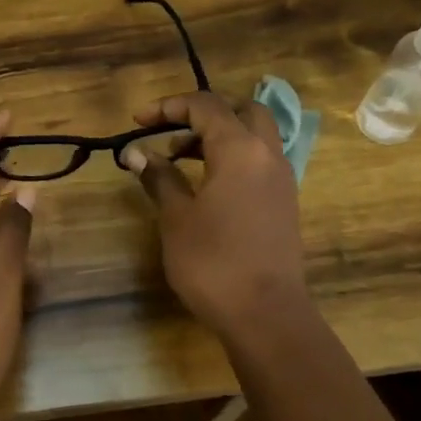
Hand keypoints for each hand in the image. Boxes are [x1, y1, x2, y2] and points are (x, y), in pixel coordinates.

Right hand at [121, 93, 308, 335]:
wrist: (265, 314)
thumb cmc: (213, 263)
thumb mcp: (176, 218)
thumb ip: (159, 178)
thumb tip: (136, 153)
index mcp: (240, 149)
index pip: (205, 106)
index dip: (169, 106)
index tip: (138, 121)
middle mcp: (267, 154)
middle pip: (241, 110)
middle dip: (203, 114)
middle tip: (171, 134)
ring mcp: (281, 178)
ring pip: (254, 135)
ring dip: (219, 136)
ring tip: (181, 160)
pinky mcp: (284, 201)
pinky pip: (260, 160)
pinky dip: (234, 157)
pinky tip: (208, 184)